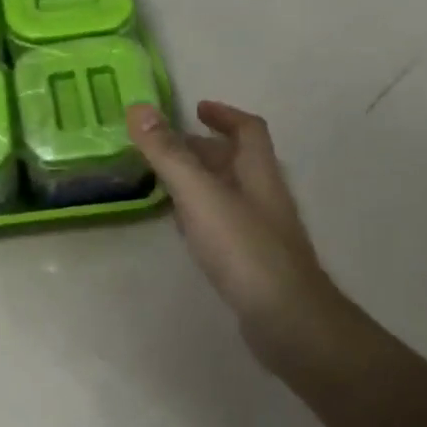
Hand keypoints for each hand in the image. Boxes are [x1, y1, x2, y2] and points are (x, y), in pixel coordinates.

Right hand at [129, 100, 353, 381]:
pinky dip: (202, 214)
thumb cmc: (244, 250)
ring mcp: (261, 230)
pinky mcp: (253, 260)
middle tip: (165, 148)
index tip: (196, 108)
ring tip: (165, 181)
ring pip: (230, 193)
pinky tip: (184, 228)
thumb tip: (139, 108)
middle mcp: (264, 196)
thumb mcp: (200, 195)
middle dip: (204, 148)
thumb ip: (169, 154)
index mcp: (258, 173)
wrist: (286, 319)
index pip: (248, 130)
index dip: (224, 114)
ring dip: (202, 181)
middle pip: (237, 161)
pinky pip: (224, 224)